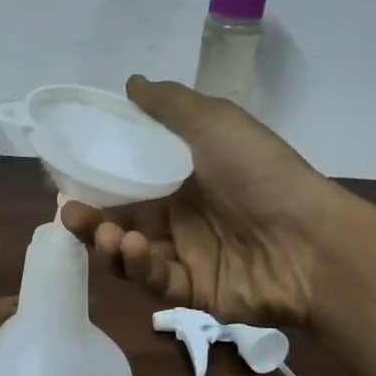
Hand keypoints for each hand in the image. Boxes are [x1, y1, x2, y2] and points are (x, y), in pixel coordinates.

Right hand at [60, 76, 343, 325]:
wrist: (310, 242)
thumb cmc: (260, 174)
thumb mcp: (215, 122)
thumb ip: (169, 104)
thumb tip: (130, 83)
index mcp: (186, 176)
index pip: (130, 176)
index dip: (97, 176)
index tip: (65, 174)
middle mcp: (183, 215)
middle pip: (122, 218)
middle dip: (91, 217)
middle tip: (70, 212)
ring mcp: (188, 255)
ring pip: (131, 253)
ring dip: (109, 243)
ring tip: (105, 233)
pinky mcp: (193, 292)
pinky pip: (154, 281)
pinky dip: (138, 266)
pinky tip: (135, 249)